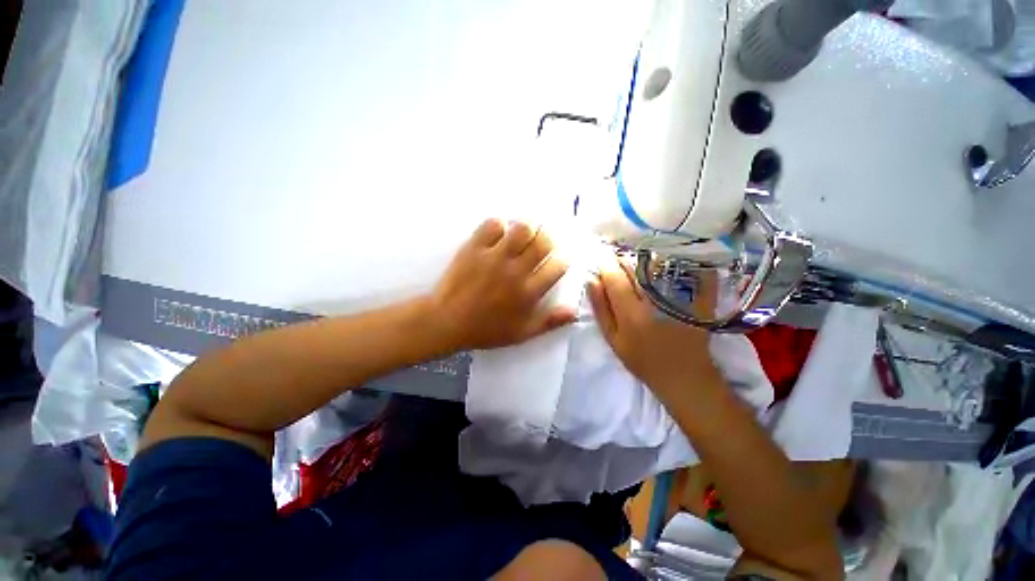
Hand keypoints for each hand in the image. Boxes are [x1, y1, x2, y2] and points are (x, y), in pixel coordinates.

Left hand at [430, 218, 575, 350]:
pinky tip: (499, 233)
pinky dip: (499, 225)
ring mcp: (494, 257)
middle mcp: (515, 271)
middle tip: (543, 240)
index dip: (564, 257)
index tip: (561, 256)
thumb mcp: (521, 333)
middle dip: (550, 237)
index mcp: (529, 293)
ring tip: (524, 233)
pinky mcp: (474, 248)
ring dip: (528, 227)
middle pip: (544, 242)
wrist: (447, 321)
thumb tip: (575, 310)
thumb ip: (550, 322)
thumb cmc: (485, 330)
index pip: (558, 266)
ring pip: (522, 229)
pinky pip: (493, 225)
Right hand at [586, 258, 720, 398]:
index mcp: (631, 313)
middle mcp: (654, 301)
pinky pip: (682, 270)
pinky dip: (668, 262)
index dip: (605, 264)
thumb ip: (601, 308)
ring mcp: (678, 297)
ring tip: (633, 261)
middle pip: (635, 267)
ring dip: (641, 258)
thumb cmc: (642, 360)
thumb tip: (591, 280)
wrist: (684, 375)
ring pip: (656, 265)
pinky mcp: (696, 297)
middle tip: (615, 257)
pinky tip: (659, 263)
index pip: (615, 278)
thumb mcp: (613, 338)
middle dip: (622, 258)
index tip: (600, 257)